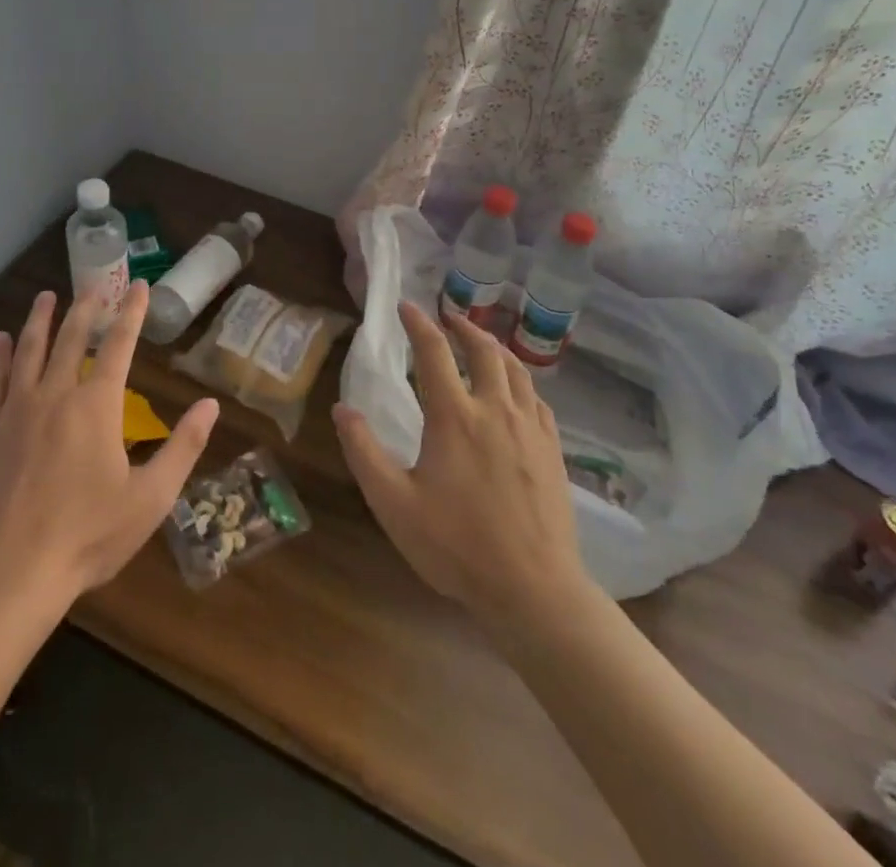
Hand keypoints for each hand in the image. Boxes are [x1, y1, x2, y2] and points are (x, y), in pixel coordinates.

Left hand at [0, 281, 218, 600]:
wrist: (10, 570)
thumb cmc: (87, 535)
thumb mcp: (151, 498)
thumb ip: (183, 447)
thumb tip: (211, 405)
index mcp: (97, 406)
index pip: (119, 345)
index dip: (131, 312)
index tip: (137, 285)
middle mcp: (56, 394)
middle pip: (72, 338)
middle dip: (86, 307)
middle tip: (94, 284)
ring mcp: (16, 408)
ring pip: (30, 350)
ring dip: (40, 319)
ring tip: (46, 296)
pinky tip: (1, 340)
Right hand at [333, 301, 590, 626]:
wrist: (534, 589)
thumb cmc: (457, 547)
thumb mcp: (393, 503)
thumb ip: (363, 452)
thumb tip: (342, 408)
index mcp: (455, 417)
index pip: (434, 353)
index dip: (418, 324)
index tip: (406, 306)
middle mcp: (495, 410)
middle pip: (484, 350)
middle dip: (463, 327)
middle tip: (448, 317)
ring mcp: (530, 429)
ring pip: (516, 370)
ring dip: (495, 348)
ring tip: (482, 343)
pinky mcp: (553, 450)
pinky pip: (537, 400)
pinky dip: (521, 382)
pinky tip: (516, 392)